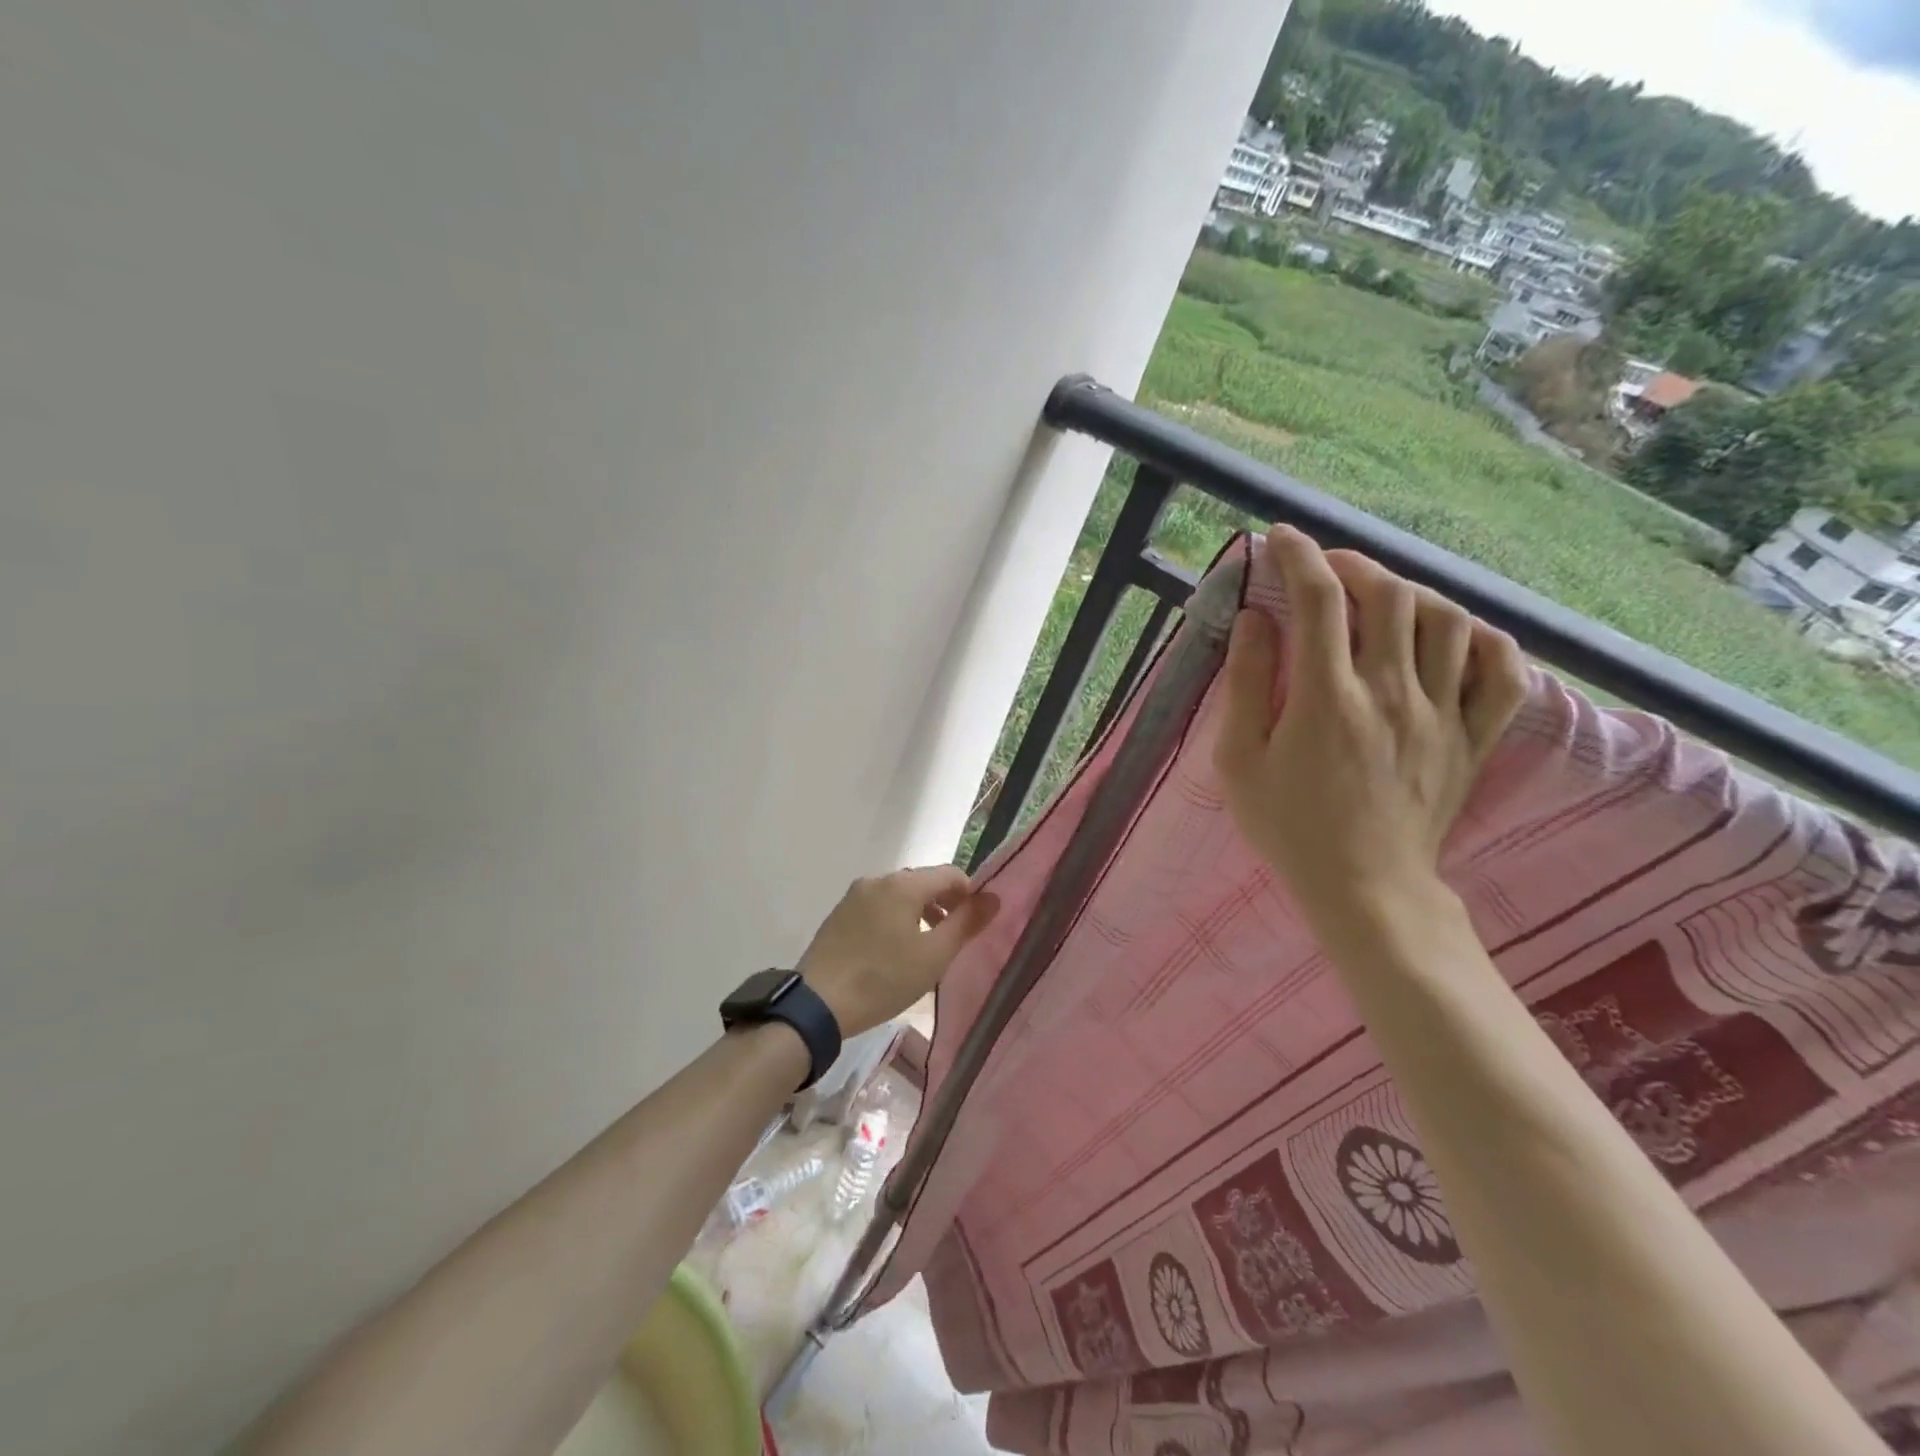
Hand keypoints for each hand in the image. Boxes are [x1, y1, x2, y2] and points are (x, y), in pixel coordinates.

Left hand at [797, 866, 1001, 1036]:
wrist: (816, 1004)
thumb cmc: (883, 979)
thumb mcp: (934, 956)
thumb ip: (966, 923)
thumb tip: (993, 897)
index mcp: (903, 884)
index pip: (950, 874)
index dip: (970, 894)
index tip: (976, 923)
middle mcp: (877, 880)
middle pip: (923, 882)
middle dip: (944, 904)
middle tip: (954, 938)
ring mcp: (854, 896)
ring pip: (899, 895)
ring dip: (920, 913)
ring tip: (927, 947)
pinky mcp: (839, 915)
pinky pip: (878, 907)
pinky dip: (895, 919)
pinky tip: (894, 951)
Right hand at [1213, 526, 1527, 948]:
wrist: (1365, 888)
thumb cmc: (1289, 828)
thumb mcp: (1239, 762)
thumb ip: (1245, 685)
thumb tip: (1254, 619)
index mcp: (1327, 699)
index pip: (1318, 600)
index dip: (1298, 556)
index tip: (1280, 538)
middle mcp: (1391, 692)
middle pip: (1388, 595)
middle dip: (1352, 563)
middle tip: (1325, 567)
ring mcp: (1442, 713)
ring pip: (1448, 620)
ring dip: (1411, 592)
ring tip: (1381, 597)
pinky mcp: (1473, 738)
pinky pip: (1503, 672)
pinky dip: (1485, 640)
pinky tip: (1455, 634)